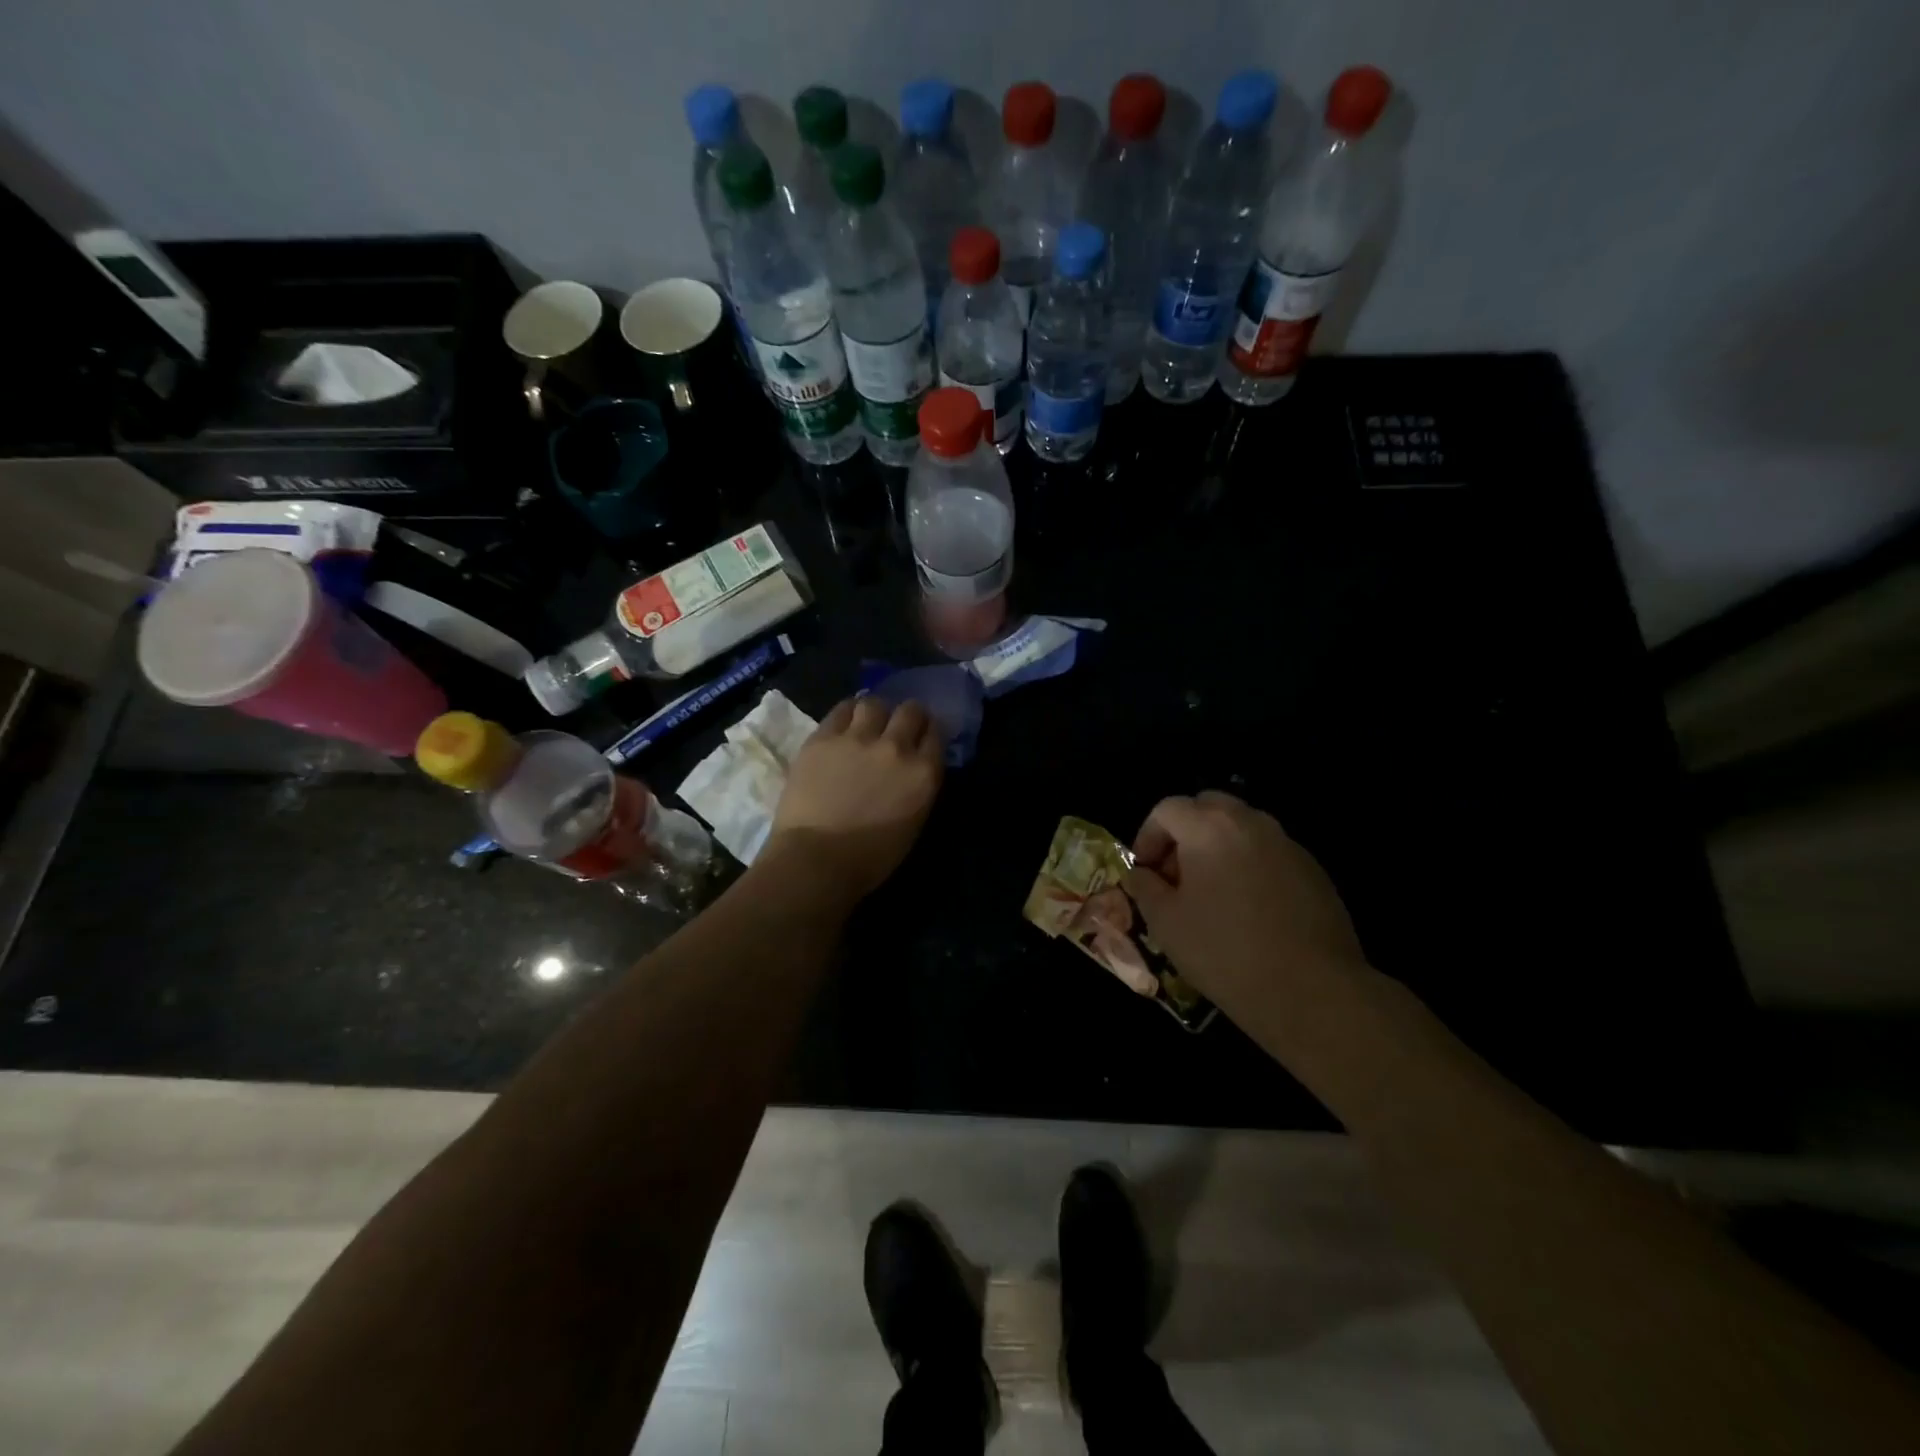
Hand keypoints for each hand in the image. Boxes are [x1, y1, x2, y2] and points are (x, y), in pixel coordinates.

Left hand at [766, 697, 943, 900]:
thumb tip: (913, 770)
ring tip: (868, 722)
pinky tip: (845, 722)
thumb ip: (918, 788)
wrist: (816, 860)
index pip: (936, 734)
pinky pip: (841, 709)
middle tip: (899, 725)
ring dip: (876, 712)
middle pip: (910, 711)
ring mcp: (858, 738)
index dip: (929, 732)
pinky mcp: (823, 737)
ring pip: (874, 704)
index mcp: (923, 773)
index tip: (922, 737)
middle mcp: (896, 747)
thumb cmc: (869, 858)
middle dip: (908, 715)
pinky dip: (847, 713)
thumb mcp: (913, 823)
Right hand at [1125, 792, 1366, 1030]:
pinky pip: (1269, 854)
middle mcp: (1251, 823)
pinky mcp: (1314, 871)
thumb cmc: (1224, 952)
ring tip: (1211, 895)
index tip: (1144, 873)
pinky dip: (1250, 868)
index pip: (1167, 809)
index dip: (1147, 836)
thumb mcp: (1165, 923)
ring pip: (1242, 829)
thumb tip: (1141, 875)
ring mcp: (1288, 845)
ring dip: (1218, 849)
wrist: (1312, 991)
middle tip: (1176, 876)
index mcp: (1209, 827)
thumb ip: (1144, 888)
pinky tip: (1249, 912)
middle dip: (1185, 834)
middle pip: (1208, 808)